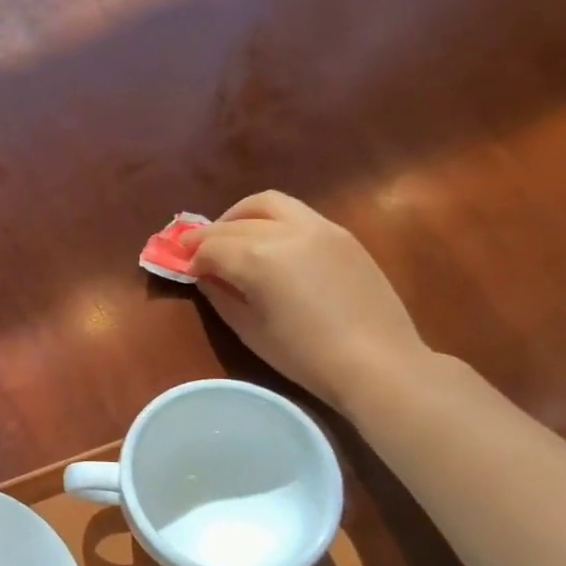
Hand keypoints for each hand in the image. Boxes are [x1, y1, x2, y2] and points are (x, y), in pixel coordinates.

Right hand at [185, 192, 430, 413]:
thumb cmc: (305, 356)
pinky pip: (296, 213)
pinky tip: (267, 244)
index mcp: (259, 259)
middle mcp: (287, 232)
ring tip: (230, 236)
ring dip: (240, 215)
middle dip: (209, 235)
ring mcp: (319, 228)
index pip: (211, 247)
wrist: (378, 362)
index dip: (192, 259)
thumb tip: (207, 277)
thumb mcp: (250, 330)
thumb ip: (221, 296)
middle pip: (234, 223)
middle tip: (195, 252)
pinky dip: (271, 220)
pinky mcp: (342, 234)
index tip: (186, 272)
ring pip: (268, 203)